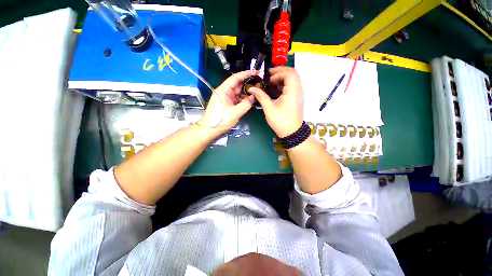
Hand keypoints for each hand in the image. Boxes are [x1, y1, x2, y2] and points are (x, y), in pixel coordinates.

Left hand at [198, 70, 256, 131]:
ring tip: (258, 92)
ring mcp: (226, 98)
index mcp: (224, 90)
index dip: (246, 74)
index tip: (256, 72)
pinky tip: (251, 100)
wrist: (210, 130)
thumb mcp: (235, 113)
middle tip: (260, 83)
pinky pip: (237, 99)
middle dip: (248, 83)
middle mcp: (225, 92)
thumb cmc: (220, 120)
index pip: (236, 78)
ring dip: (247, 92)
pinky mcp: (228, 104)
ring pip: (238, 93)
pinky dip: (244, 99)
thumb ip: (246, 104)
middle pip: (238, 85)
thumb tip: (253, 97)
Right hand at [247, 67, 302, 137]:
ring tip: (273, 80)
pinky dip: (286, 83)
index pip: (289, 74)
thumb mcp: (269, 109)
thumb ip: (261, 96)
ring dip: (284, 77)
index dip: (278, 73)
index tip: (269, 79)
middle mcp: (298, 90)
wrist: (291, 132)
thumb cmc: (280, 121)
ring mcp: (299, 94)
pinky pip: (294, 86)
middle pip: (293, 74)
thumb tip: (252, 89)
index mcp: (292, 91)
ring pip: (294, 79)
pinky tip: (277, 88)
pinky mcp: (298, 99)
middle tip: (270, 74)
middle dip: (281, 71)